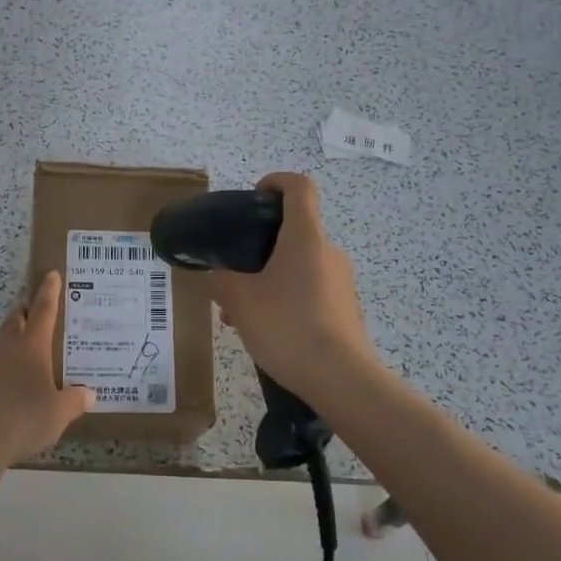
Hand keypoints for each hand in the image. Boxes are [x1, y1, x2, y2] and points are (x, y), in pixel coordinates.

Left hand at [0, 272, 94, 464]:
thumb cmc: (22, 418)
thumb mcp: (57, 414)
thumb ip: (74, 402)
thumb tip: (89, 393)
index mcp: (31, 346)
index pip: (43, 310)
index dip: (49, 292)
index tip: (50, 274)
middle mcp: (7, 348)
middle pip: (15, 320)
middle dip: (25, 311)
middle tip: (35, 309)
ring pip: (1, 343)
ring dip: (12, 341)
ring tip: (26, 353)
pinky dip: (1, 369)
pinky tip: (8, 387)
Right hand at [210, 172, 377, 395]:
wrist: (342, 379)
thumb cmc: (288, 326)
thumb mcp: (239, 300)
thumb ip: (220, 280)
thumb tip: (215, 275)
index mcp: (305, 237)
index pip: (299, 187)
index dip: (276, 182)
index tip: (254, 198)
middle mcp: (328, 251)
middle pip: (294, 231)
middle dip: (259, 246)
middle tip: (233, 272)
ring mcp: (341, 282)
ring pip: (298, 265)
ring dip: (268, 278)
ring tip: (240, 313)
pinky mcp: (345, 309)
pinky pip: (309, 290)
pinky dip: (285, 299)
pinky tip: (265, 330)